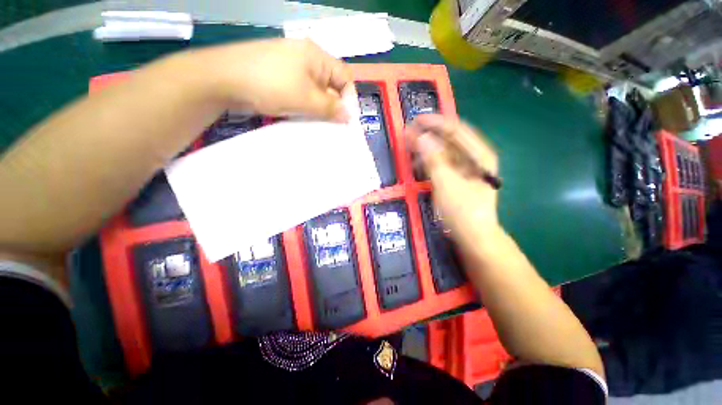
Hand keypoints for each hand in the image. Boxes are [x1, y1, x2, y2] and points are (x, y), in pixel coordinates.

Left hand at [190, 38, 352, 121]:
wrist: (223, 78)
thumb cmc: (271, 84)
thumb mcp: (306, 99)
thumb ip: (331, 108)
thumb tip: (349, 116)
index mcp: (316, 56)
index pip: (344, 77)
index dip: (349, 98)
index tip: (345, 118)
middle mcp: (306, 58)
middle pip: (330, 84)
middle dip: (333, 106)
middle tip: (331, 126)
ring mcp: (291, 67)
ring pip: (315, 91)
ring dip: (318, 108)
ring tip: (316, 123)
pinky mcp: (279, 77)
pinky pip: (301, 92)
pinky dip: (305, 106)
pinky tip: (301, 116)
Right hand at [405, 114, 500, 247]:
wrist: (473, 237)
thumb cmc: (462, 211)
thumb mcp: (446, 183)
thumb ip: (433, 159)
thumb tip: (420, 137)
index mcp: (479, 154)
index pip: (455, 130)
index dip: (435, 123)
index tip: (415, 120)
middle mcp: (475, 157)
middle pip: (450, 139)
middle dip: (428, 134)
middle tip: (408, 133)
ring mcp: (467, 168)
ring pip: (445, 151)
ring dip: (427, 147)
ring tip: (409, 147)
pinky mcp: (458, 178)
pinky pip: (442, 163)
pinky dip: (429, 161)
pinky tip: (418, 163)